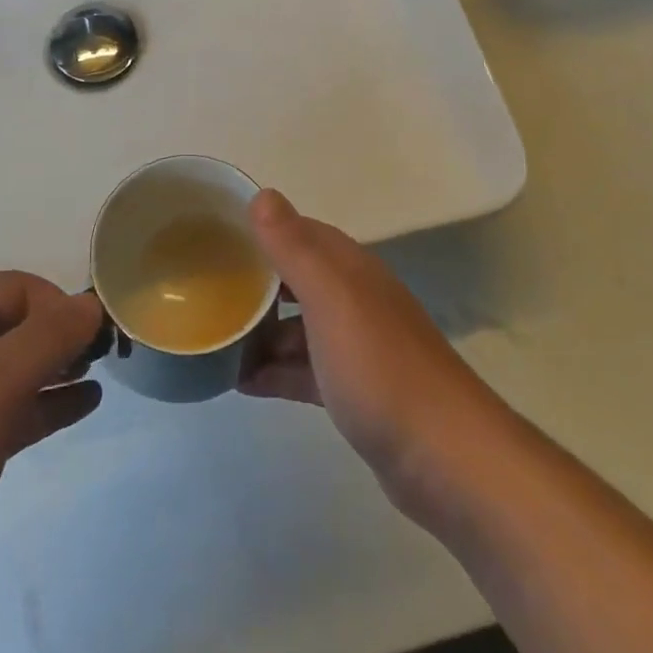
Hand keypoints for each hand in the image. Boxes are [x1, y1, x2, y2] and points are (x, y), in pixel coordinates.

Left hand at [0, 273, 104, 652]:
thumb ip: (49, 336)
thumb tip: (92, 302)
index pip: (15, 288)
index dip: (57, 302)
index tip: (93, 335)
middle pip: (17, 324)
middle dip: (63, 331)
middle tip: (106, 353)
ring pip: (18, 368)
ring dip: (61, 365)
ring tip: (103, 372)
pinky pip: (15, 411)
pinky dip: (50, 403)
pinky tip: (85, 406)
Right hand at [239, 190, 518, 521]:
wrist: (445, 458)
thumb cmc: (380, 367)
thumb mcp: (330, 299)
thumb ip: (294, 248)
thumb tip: (263, 194)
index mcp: (350, 269)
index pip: (299, 232)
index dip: (261, 230)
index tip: (216, 238)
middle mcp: (356, 299)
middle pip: (297, 279)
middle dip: (255, 281)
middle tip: (207, 290)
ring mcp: (358, 347)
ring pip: (299, 326)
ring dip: (261, 331)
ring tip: (214, 339)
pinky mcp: (356, 392)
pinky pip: (305, 369)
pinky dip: (276, 371)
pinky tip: (242, 383)